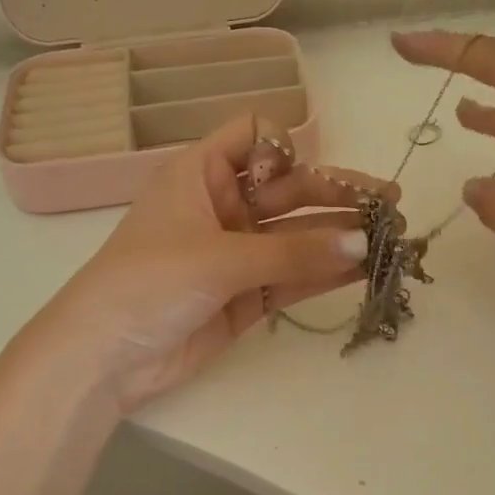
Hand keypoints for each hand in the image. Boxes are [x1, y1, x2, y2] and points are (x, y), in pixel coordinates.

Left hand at [18, 116, 389, 410]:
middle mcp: (222, 207)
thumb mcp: (218, 258)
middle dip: (336, 196)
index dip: (286, 147)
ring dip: (338, 237)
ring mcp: (235, 254)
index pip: (252, 136)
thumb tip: (361, 245)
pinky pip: (291, 277)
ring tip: (390, 236)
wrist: (103, 359)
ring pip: (295, 237)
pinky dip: (323, 274)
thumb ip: (292, 254)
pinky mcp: (244, 297)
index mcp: (200, 174)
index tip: (312, 172)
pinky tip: (363, 268)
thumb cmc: (148, 283)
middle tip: (389, 204)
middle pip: (288, 191)